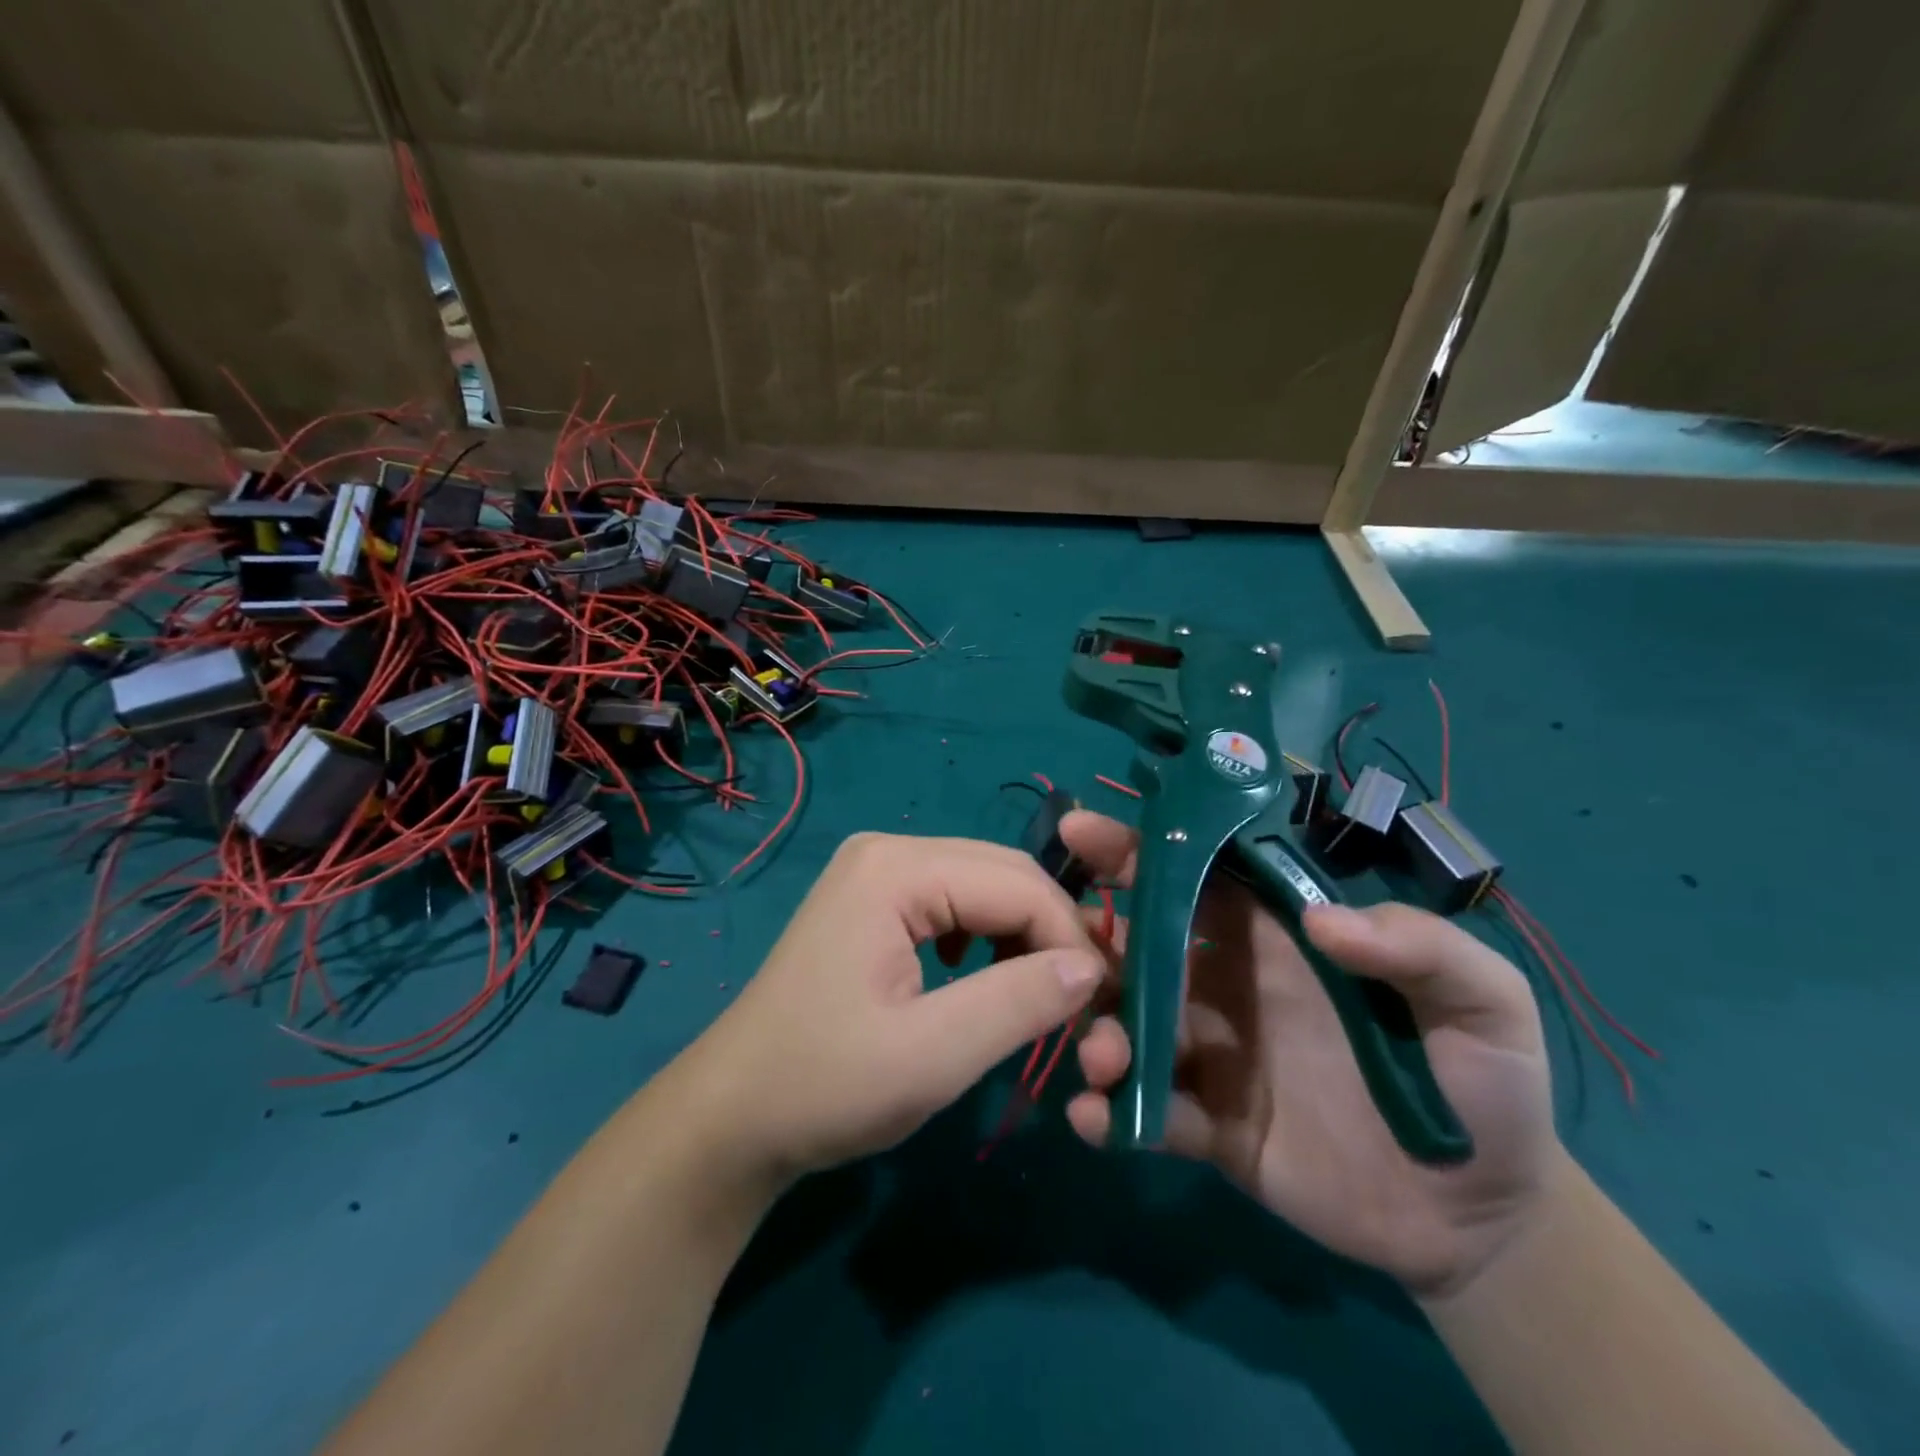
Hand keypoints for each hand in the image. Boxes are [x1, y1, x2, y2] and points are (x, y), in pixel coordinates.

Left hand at [679, 832, 1104, 1189]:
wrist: (732, 1116)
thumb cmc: (824, 1086)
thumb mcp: (933, 1055)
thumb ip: (1020, 1002)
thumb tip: (1093, 967)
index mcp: (896, 868)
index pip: (1018, 883)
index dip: (1070, 939)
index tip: (1100, 1005)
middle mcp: (888, 850)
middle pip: (1004, 874)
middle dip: (1050, 933)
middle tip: (1079, 1003)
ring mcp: (876, 871)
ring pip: (983, 887)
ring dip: (1021, 936)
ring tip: (1036, 996)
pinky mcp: (872, 900)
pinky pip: (953, 903)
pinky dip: (985, 938)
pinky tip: (980, 978)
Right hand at [1061, 811, 1561, 1296]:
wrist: (1481, 1217)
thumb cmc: (1485, 1086)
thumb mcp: (1483, 1000)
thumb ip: (1421, 947)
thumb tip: (1322, 922)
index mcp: (1275, 940)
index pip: (1197, 878)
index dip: (1141, 849)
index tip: (1082, 831)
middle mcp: (1227, 986)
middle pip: (1142, 947)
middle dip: (1093, 940)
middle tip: (1061, 946)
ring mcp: (1214, 1056)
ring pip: (1133, 1027)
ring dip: (1102, 1031)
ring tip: (1105, 1056)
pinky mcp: (1211, 1127)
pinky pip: (1152, 1114)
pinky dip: (1115, 1115)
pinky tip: (1095, 1120)